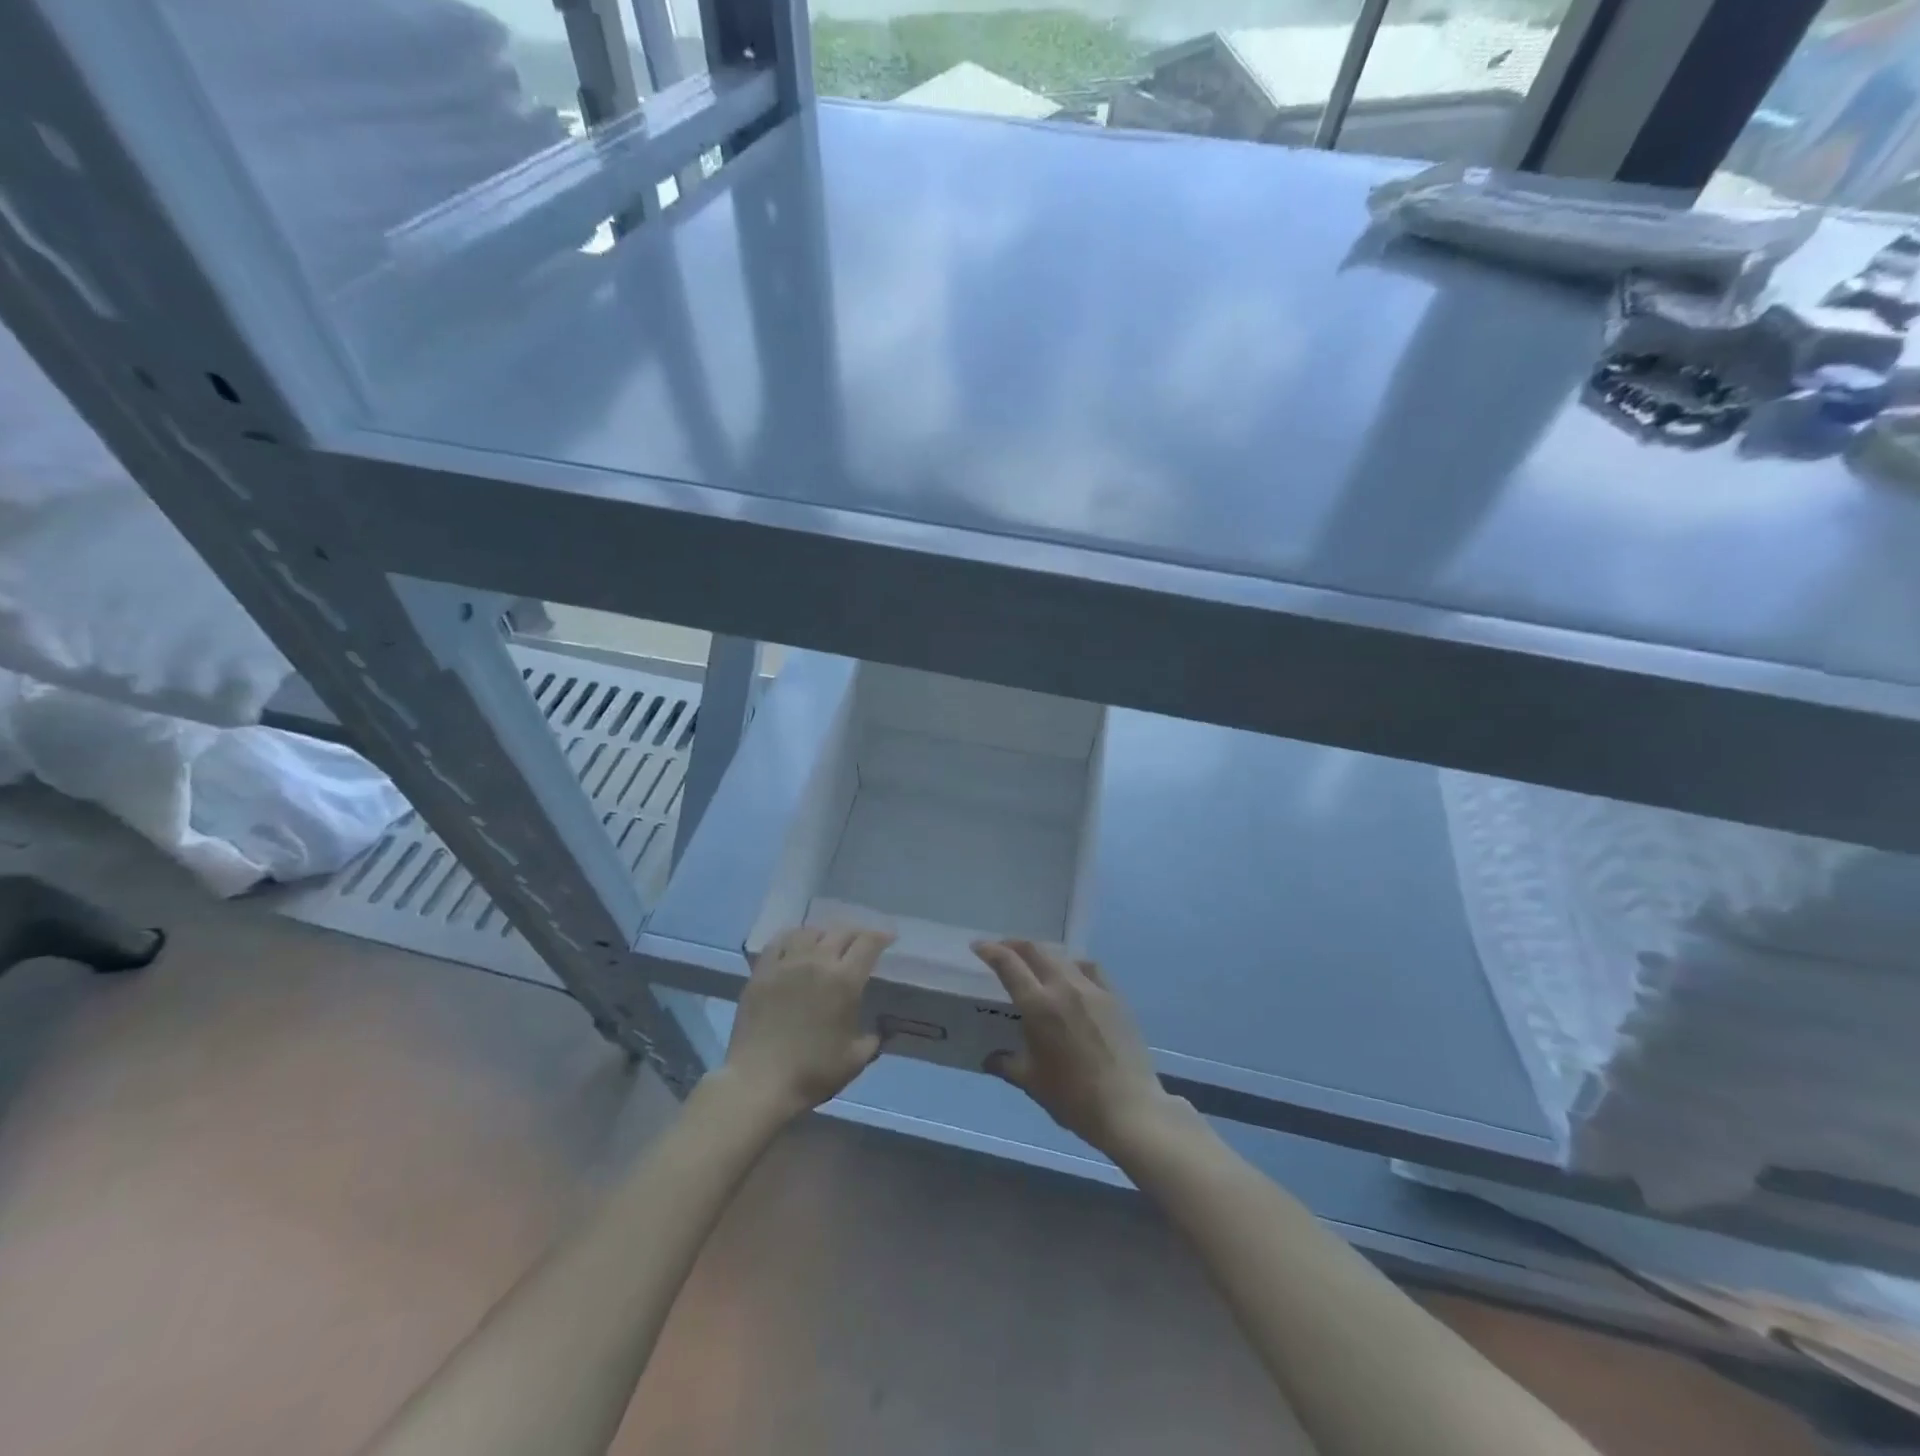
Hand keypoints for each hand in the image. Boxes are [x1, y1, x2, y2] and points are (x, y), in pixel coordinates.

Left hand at [722, 926, 892, 1122]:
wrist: (759, 1082)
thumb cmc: (812, 1072)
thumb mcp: (855, 1060)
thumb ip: (873, 1039)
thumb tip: (880, 1028)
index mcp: (844, 980)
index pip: (868, 943)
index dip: (881, 936)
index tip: (888, 938)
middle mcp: (817, 962)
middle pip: (840, 932)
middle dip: (856, 934)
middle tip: (861, 943)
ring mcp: (786, 964)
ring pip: (809, 932)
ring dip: (825, 934)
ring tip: (827, 942)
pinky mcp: (762, 972)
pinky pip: (779, 942)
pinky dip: (793, 937)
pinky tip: (795, 945)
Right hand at [971, 940, 1179, 1157]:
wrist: (1128, 1108)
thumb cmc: (1073, 1097)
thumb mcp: (1031, 1082)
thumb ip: (1006, 1064)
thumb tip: (989, 1059)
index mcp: (1038, 1005)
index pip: (1009, 964)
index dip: (991, 950)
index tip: (978, 946)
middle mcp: (1063, 987)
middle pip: (1035, 951)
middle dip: (1014, 945)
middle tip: (1002, 950)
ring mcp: (1092, 989)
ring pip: (1062, 957)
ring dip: (1042, 954)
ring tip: (1034, 963)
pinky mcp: (1114, 997)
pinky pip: (1090, 969)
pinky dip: (1073, 965)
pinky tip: (1072, 976)